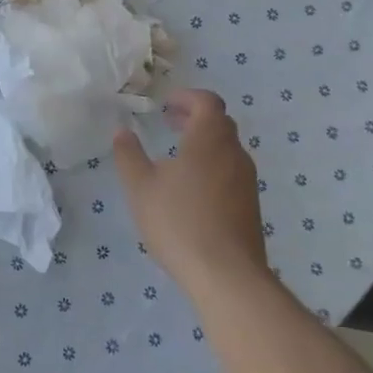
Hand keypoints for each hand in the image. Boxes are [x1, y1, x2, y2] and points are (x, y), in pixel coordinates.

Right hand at [113, 90, 268, 296]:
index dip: (187, 98)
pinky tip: (191, 191)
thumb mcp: (140, 187)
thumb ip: (129, 155)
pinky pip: (230, 172)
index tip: (166, 105)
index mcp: (210, 139)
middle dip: (194, 118)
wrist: (227, 275)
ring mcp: (247, 181)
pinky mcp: (250, 206)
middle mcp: (234, 153)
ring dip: (203, 144)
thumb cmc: (179, 222)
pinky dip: (212, 166)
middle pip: (219, 123)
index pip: (208, 102)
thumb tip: (121, 131)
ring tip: (176, 158)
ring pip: (226, 149)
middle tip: (169, 124)